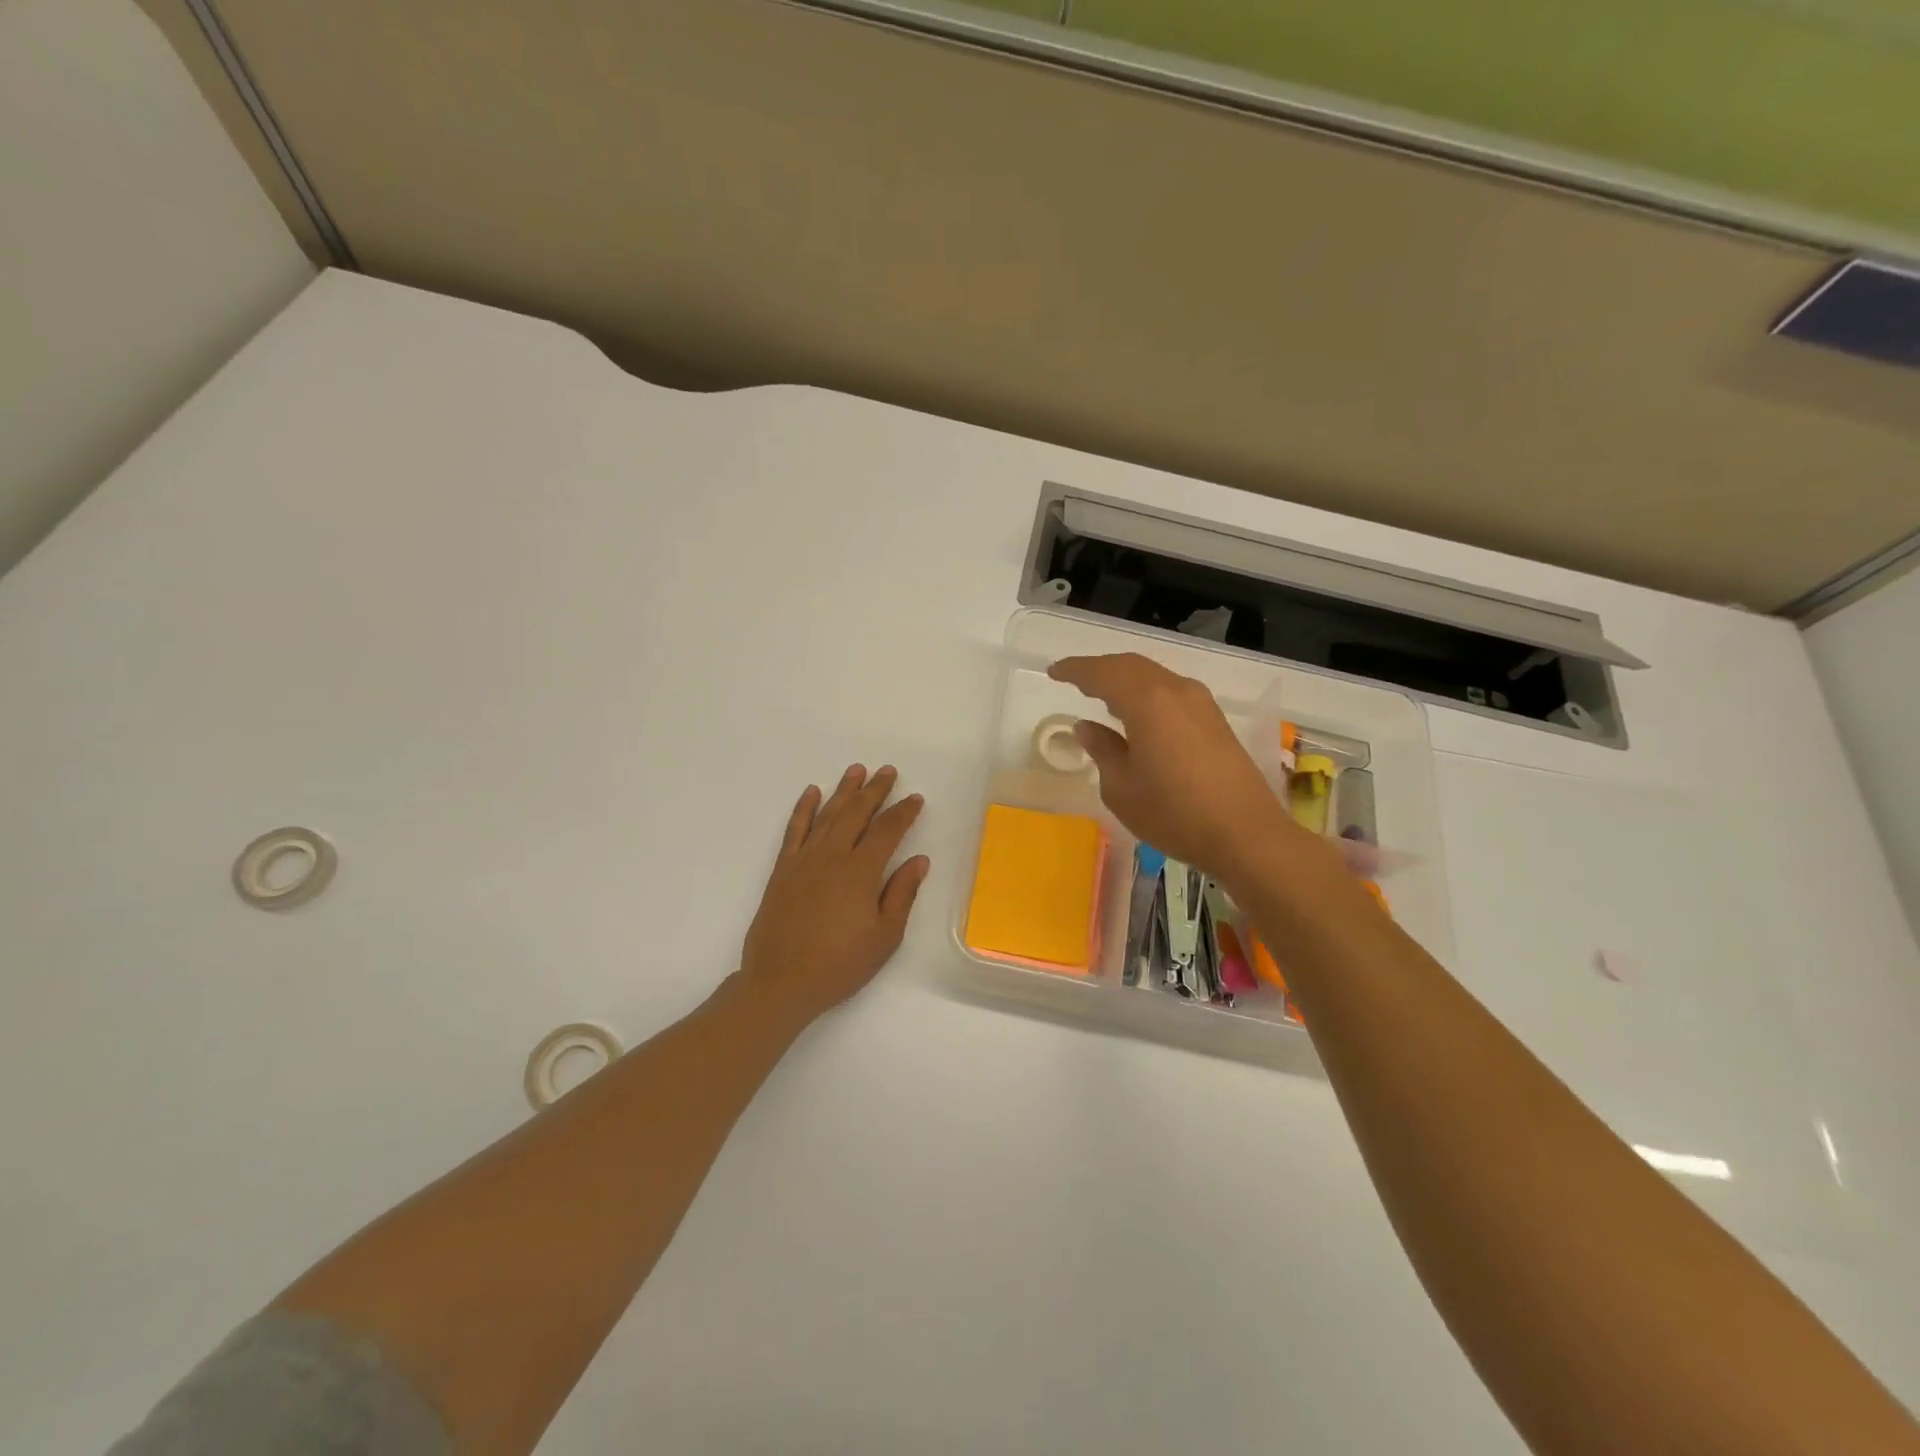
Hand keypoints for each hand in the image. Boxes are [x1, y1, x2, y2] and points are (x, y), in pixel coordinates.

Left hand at [738, 765, 930, 1020]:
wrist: (781, 982)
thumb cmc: (840, 964)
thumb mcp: (884, 936)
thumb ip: (902, 894)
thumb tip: (919, 860)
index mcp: (861, 871)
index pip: (887, 831)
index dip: (903, 812)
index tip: (915, 798)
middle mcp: (832, 856)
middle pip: (857, 813)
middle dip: (875, 790)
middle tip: (888, 771)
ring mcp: (804, 860)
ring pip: (828, 814)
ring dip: (844, 790)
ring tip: (856, 770)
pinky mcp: (783, 869)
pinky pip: (794, 829)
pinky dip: (804, 809)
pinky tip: (812, 793)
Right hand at [1048, 654, 1295, 884]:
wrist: (1245, 834)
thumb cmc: (1174, 813)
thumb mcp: (1122, 787)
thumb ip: (1102, 749)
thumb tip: (1087, 726)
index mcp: (1147, 701)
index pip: (1103, 673)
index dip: (1075, 670)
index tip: (1054, 672)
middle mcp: (1176, 691)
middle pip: (1131, 666)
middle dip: (1100, 669)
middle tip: (1074, 679)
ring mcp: (1200, 704)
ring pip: (1154, 677)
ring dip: (1125, 680)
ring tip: (1101, 695)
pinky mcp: (1215, 721)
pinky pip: (1171, 692)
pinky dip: (1146, 693)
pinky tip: (1137, 714)